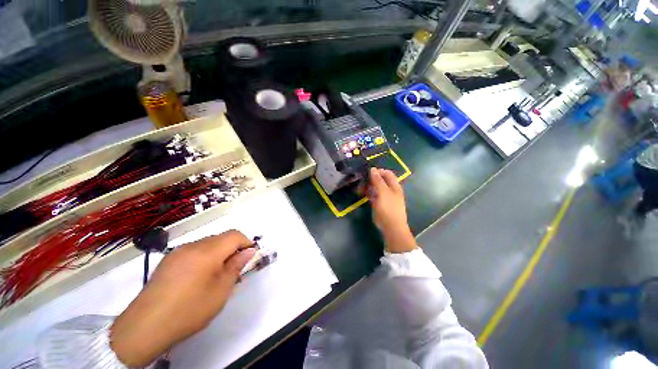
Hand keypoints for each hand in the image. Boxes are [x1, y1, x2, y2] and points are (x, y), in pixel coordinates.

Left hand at [110, 230, 255, 366]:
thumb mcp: (221, 290)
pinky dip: (204, 258)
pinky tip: (199, 277)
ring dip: (219, 253)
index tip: (250, 257)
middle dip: (233, 249)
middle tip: (234, 269)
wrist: (146, 326)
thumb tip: (249, 251)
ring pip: (207, 244)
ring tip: (217, 275)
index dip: (246, 243)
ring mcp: (177, 252)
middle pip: (221, 238)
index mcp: (208, 251)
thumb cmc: (190, 309)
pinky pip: (193, 251)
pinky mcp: (168, 261)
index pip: (235, 235)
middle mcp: (192, 245)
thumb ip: (237, 266)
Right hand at [367, 168, 416, 253]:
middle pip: (381, 180)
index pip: (387, 173)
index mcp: (394, 186)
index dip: (378, 171)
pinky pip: (373, 196)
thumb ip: (378, 180)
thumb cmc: (388, 208)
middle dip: (371, 179)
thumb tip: (373, 169)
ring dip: (368, 186)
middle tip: (362, 180)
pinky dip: (368, 193)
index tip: (367, 172)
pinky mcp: (379, 204)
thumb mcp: (383, 192)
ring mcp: (385, 197)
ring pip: (376, 188)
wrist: (391, 226)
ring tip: (360, 187)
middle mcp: (390, 190)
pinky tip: (362, 194)